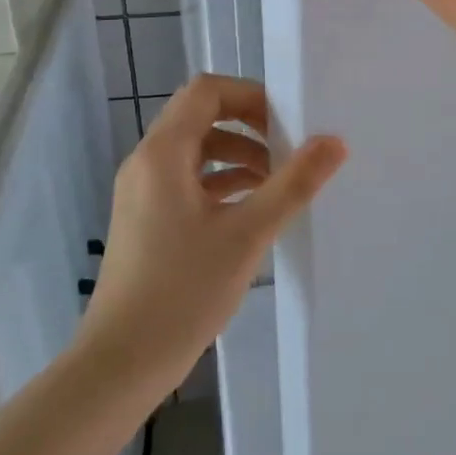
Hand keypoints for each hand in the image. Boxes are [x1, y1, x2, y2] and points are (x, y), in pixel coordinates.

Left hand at [78, 74, 345, 393]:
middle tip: (289, 148)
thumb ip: (293, 184)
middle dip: (249, 125)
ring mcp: (143, 192)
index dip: (249, 95)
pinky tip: (252, 207)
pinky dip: (221, 182)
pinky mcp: (146, 219)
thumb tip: (334, 142)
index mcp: (163, 152)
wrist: (121, 363)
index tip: (287, 122)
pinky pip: (187, 181)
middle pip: (201, 116)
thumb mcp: (247, 234)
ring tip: (278, 180)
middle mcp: (147, 162)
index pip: (206, 91)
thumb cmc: (182, 290)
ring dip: (237, 155)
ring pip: (196, 150)